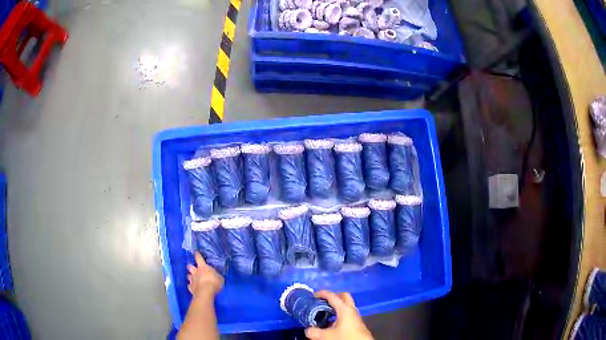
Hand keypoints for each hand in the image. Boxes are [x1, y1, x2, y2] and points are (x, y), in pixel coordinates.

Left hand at [187, 252, 223, 297]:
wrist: (205, 292)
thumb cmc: (214, 283)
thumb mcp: (220, 278)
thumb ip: (216, 276)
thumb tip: (216, 275)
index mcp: (203, 267)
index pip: (199, 258)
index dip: (197, 255)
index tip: (195, 252)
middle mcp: (195, 272)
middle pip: (190, 266)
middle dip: (190, 267)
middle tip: (193, 268)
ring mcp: (192, 280)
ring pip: (188, 276)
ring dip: (190, 276)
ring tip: (192, 278)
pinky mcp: (190, 288)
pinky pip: (189, 285)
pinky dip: (191, 285)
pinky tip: (193, 287)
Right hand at [305, 290, 372, 339]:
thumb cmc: (345, 337)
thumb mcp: (326, 336)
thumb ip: (314, 332)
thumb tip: (308, 330)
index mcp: (345, 309)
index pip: (333, 296)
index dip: (322, 293)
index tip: (313, 294)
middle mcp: (351, 310)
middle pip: (343, 297)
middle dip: (333, 296)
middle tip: (322, 300)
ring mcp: (355, 316)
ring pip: (346, 305)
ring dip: (336, 306)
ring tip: (325, 311)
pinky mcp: (356, 323)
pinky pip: (347, 313)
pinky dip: (339, 314)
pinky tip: (331, 322)